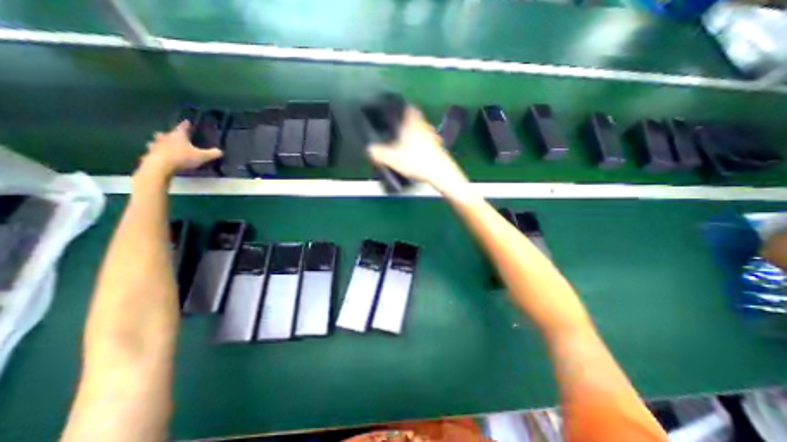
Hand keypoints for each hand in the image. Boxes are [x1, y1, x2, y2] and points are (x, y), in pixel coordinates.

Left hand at [138, 121, 221, 175]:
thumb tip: (220, 151)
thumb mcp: (202, 156)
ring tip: (163, 146)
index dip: (186, 124)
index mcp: (178, 135)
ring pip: (156, 141)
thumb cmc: (182, 157)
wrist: (161, 165)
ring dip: (159, 143)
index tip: (187, 121)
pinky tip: (159, 156)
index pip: (183, 127)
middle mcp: (165, 137)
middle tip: (173, 136)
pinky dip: (155, 153)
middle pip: (167, 133)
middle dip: (169, 134)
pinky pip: (153, 152)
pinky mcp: (149, 154)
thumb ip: (212, 153)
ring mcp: (155, 145)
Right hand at [368, 106, 464, 193]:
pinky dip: (423, 146)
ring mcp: (433, 137)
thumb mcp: (393, 159)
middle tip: (400, 131)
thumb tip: (369, 149)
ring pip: (423, 131)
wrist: (440, 172)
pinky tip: (418, 155)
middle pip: (417, 120)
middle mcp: (424, 127)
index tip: (399, 112)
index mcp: (413, 125)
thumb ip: (379, 153)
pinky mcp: (439, 148)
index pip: (410, 109)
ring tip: (408, 144)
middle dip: (409, 124)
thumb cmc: (416, 161)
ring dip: (417, 135)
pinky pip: (429, 142)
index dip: (404, 109)